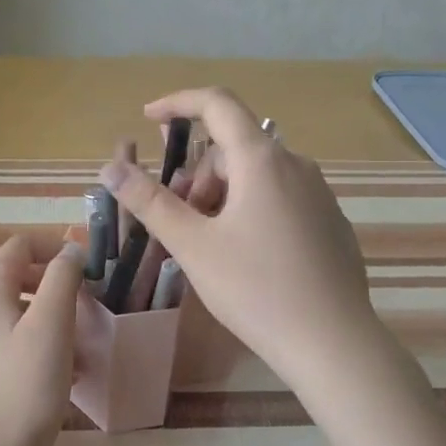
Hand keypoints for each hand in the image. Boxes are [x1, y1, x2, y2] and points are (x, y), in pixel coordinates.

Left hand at [0, 234, 85, 445]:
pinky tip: (65, 375)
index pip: (18, 247)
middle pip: (18, 280)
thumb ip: (61, 278)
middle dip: (56, 289)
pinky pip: (14, 344)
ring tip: (82, 349)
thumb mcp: (52, 324)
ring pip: (19, 315)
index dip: (54, 248)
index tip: (87, 269)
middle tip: (88, 308)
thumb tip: (69, 250)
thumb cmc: (26, 385)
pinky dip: (41, 347)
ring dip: (53, 321)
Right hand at [102, 88, 383, 389]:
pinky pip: (279, 197)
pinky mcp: (329, 221)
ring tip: (210, 246)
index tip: (149, 119)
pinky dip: (250, 210)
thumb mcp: (193, 246)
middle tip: (179, 223)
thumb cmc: (256, 289)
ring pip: (256, 176)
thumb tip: (111, 167)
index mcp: (261, 160)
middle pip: (233, 149)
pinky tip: (247, 259)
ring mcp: (318, 193)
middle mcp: (295, 165)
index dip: (178, 103)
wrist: (333, 342)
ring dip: (222, 196)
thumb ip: (150, 202)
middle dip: (197, 176)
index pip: (217, 103)